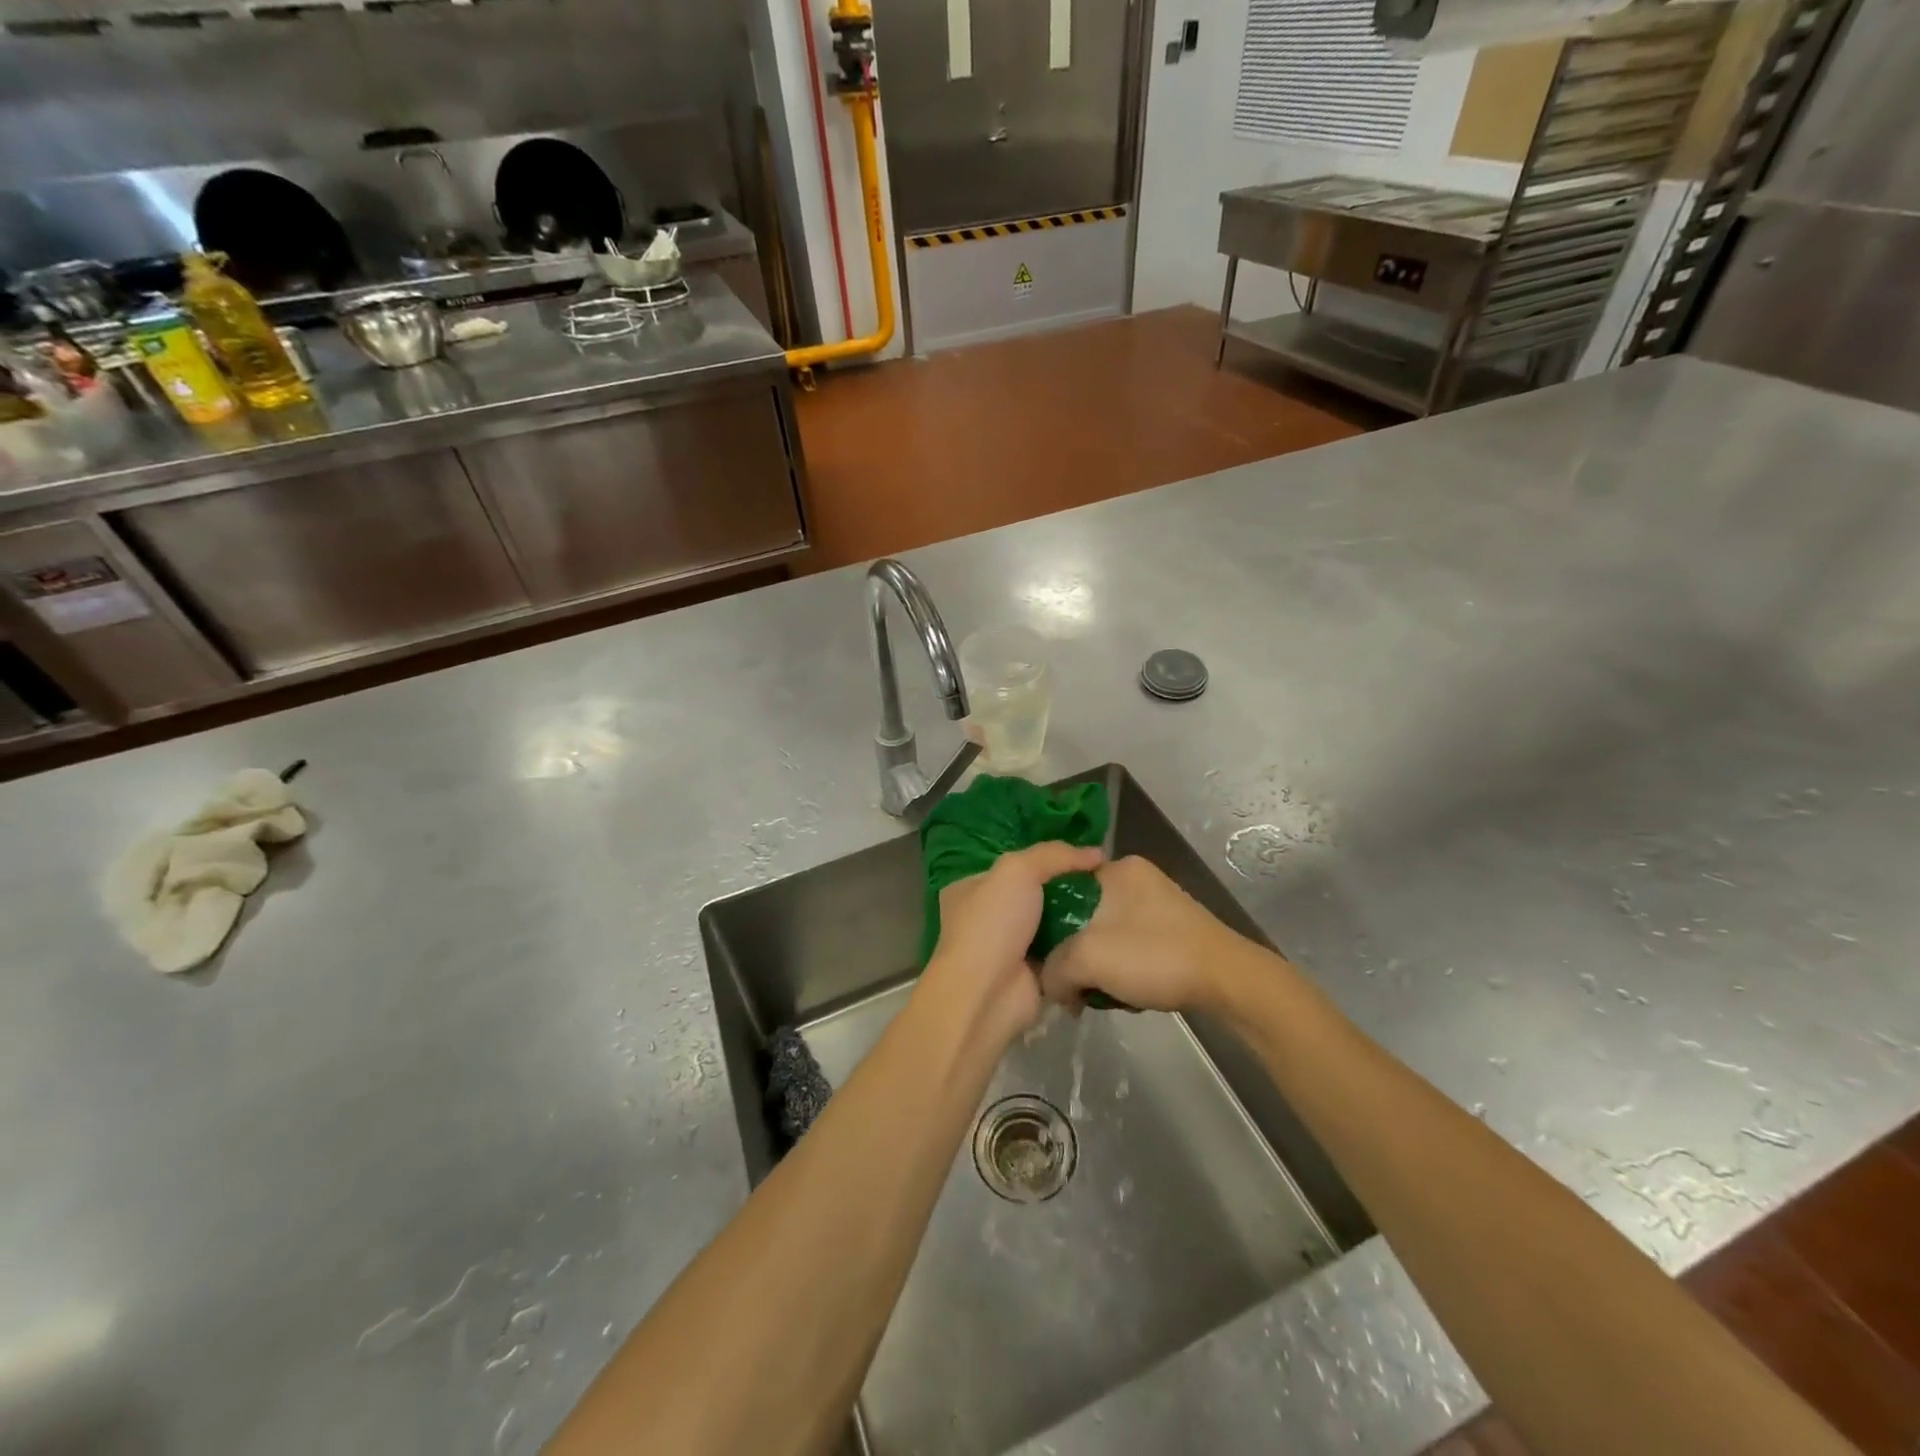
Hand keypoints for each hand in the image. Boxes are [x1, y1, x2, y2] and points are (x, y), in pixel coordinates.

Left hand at [921, 841, 1103, 1045]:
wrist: (987, 994)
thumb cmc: (993, 923)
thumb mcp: (1018, 870)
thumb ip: (1054, 854)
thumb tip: (1096, 853)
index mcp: (972, 888)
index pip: (1013, 865)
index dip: (1046, 858)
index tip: (1084, 855)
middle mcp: (987, 916)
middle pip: (1035, 894)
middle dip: (1065, 889)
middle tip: (1105, 881)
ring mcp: (1008, 948)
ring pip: (1050, 924)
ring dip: (1076, 918)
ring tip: (1114, 904)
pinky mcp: (1030, 975)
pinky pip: (1061, 953)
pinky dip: (1079, 947)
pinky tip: (1107, 934)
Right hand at [1039, 855, 1259, 1013]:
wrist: (1227, 980)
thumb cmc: (1153, 956)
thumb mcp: (1087, 959)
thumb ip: (1053, 970)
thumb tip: (1049, 986)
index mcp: (1115, 869)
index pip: (1061, 888)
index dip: (1046, 924)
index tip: (1044, 957)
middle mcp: (1137, 877)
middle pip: (1084, 915)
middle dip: (1077, 953)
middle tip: (1075, 983)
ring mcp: (1159, 903)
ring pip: (1107, 935)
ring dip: (1101, 966)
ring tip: (1104, 993)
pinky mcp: (1175, 929)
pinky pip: (1132, 946)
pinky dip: (1124, 969)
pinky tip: (1129, 993)